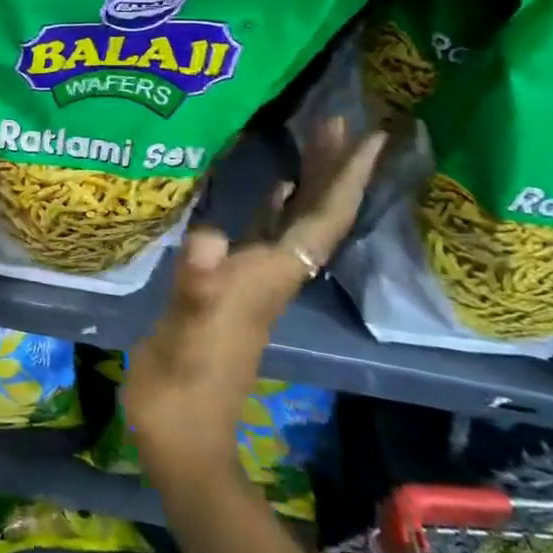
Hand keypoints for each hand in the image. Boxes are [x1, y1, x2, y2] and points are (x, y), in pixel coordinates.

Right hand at [123, 117, 383, 480]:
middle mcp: (272, 277)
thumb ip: (197, 287)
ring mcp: (254, 285)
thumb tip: (207, 235)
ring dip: (309, 181)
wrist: (181, 435)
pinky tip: (273, 186)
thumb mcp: (183, 336)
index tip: (372, 137)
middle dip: (331, 168)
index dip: (345, 180)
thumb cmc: (181, 386)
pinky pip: (266, 235)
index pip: (320, 224)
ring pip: (295, 223)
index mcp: (267, 280)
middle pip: (316, 217)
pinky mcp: (233, 290)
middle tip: (336, 117)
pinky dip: (276, 206)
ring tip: (311, 137)